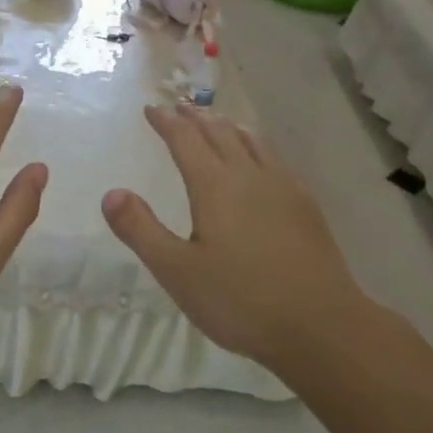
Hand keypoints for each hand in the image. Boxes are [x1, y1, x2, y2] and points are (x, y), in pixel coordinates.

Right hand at [101, 105, 364, 367]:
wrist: (320, 325)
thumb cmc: (240, 300)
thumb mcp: (178, 271)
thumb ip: (141, 230)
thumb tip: (112, 193)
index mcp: (215, 186)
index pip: (185, 140)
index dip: (166, 122)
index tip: (151, 109)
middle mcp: (249, 175)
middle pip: (219, 133)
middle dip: (195, 117)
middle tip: (179, 107)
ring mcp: (283, 187)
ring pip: (251, 141)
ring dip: (227, 126)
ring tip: (217, 121)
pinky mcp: (305, 205)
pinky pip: (275, 159)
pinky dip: (256, 146)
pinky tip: (261, 162)